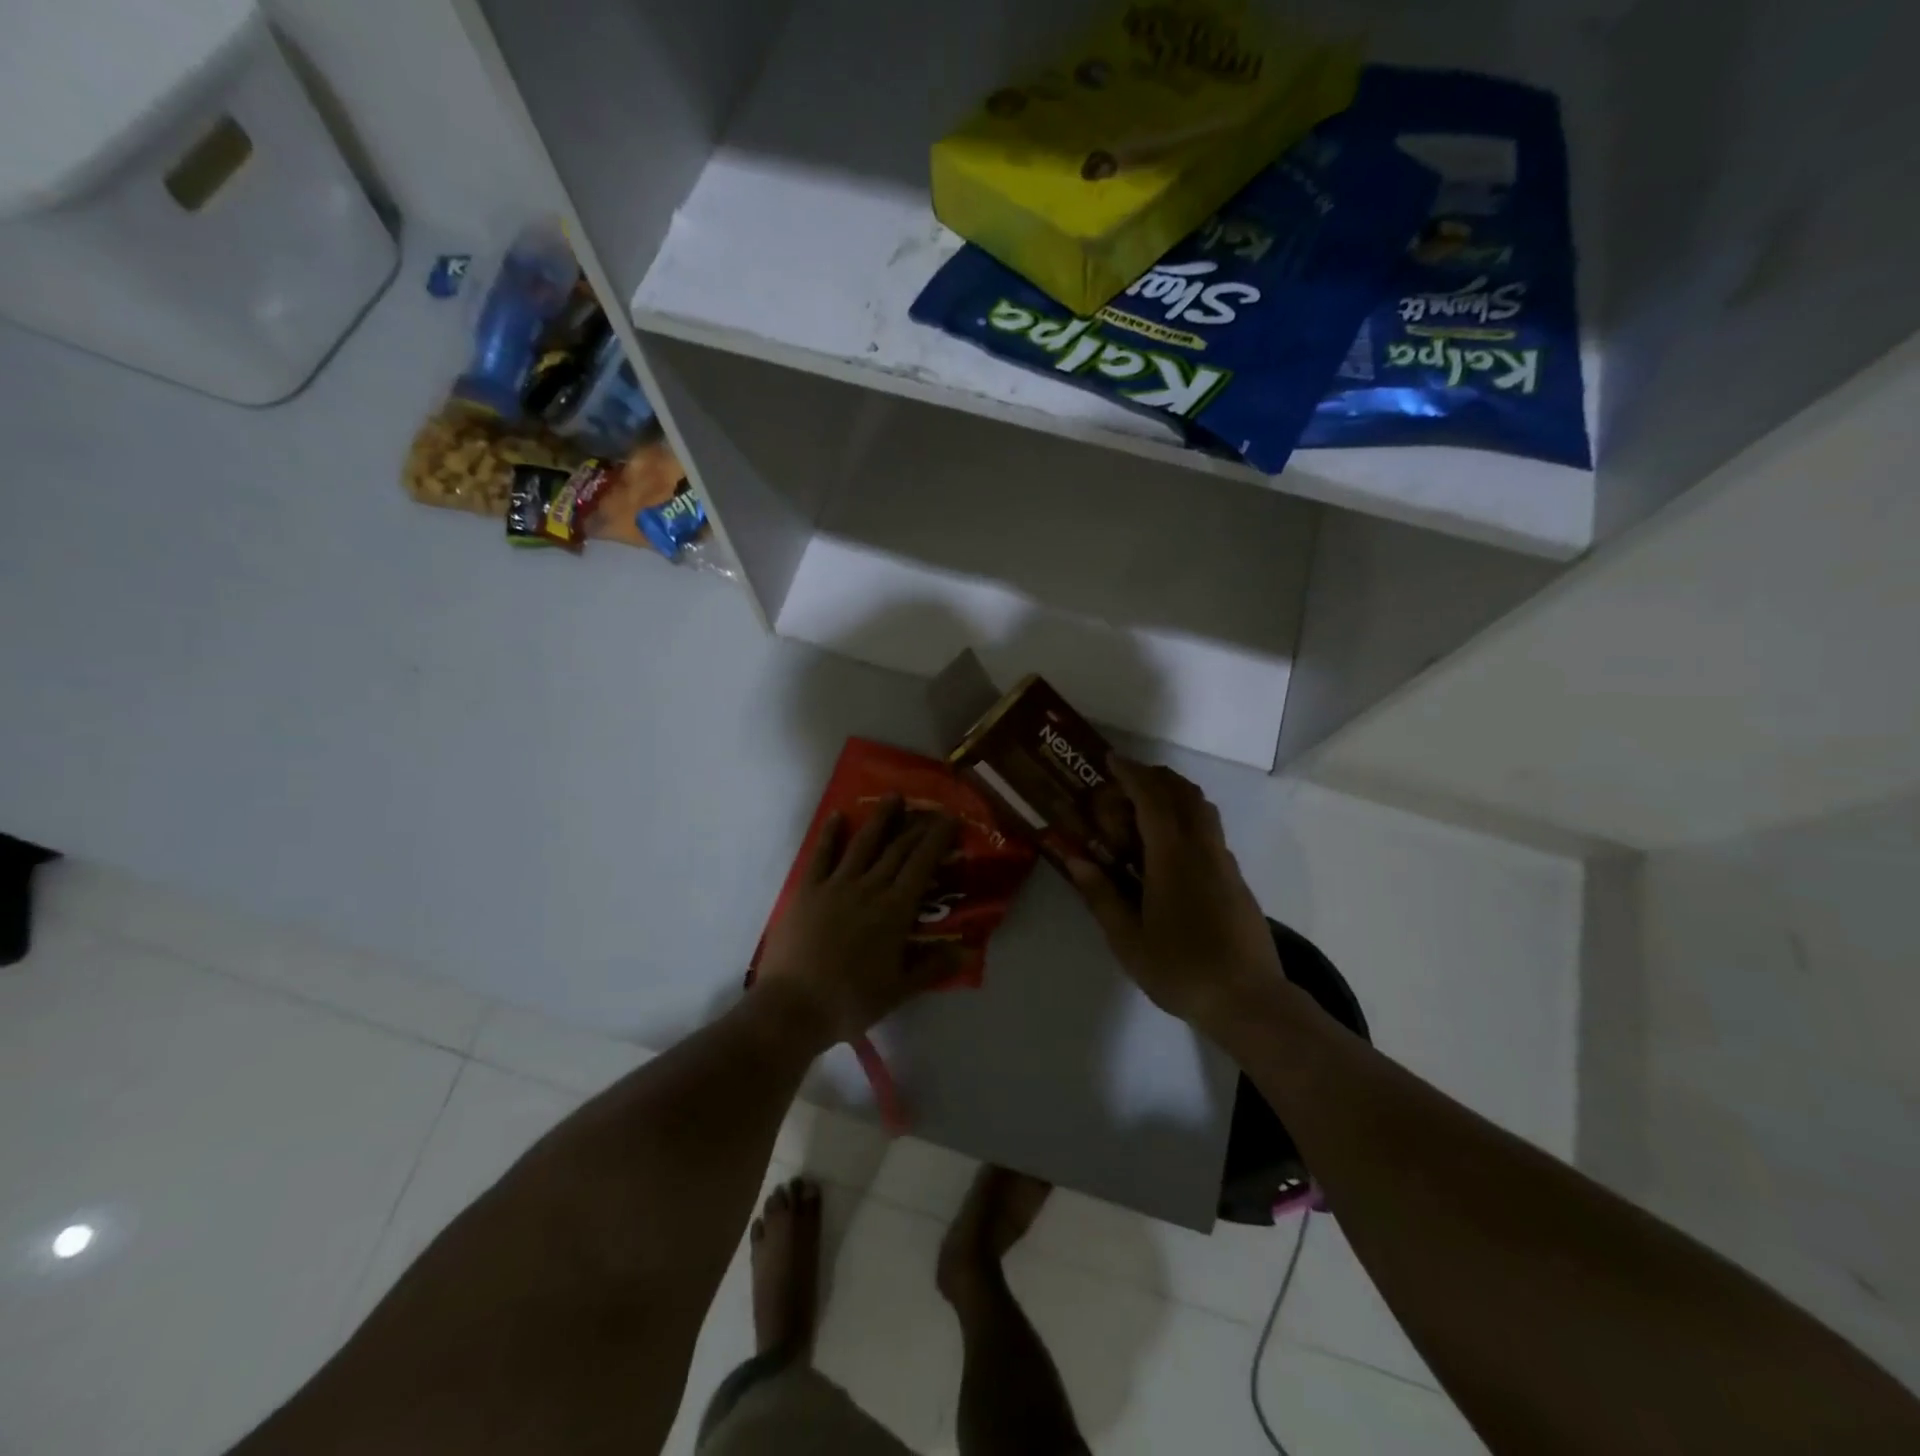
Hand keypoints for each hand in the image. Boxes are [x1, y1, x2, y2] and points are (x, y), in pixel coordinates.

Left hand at [754, 796, 959, 1046]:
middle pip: (897, 849)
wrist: (793, 1007)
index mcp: (894, 910)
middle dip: (916, 826)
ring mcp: (835, 886)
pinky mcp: (806, 890)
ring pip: (862, 843)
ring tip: (894, 797)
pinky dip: (830, 834)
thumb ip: (932, 967)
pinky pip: (821, 855)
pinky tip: (837, 816)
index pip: (922, 865)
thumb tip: (965, 952)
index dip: (938, 839)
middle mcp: (868, 888)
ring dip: (880, 818)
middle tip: (930, 809)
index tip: (950, 819)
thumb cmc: (850, 1002)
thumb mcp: (899, 991)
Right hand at [1064, 757, 1285, 1029]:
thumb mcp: (1127, 938)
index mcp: (1173, 856)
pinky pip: (1209, 830)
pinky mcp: (1236, 879)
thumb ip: (1100, 894)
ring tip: (1143, 811)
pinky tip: (1167, 849)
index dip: (1132, 773)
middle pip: (1184, 792)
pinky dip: (1186, 818)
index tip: (1112, 760)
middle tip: (1124, 783)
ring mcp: (1224, 862)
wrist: (1247, 1000)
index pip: (1153, 797)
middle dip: (1154, 777)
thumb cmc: (1180, 968)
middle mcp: (1202, 848)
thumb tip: (1075, 857)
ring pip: (1202, 809)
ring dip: (1174, 796)